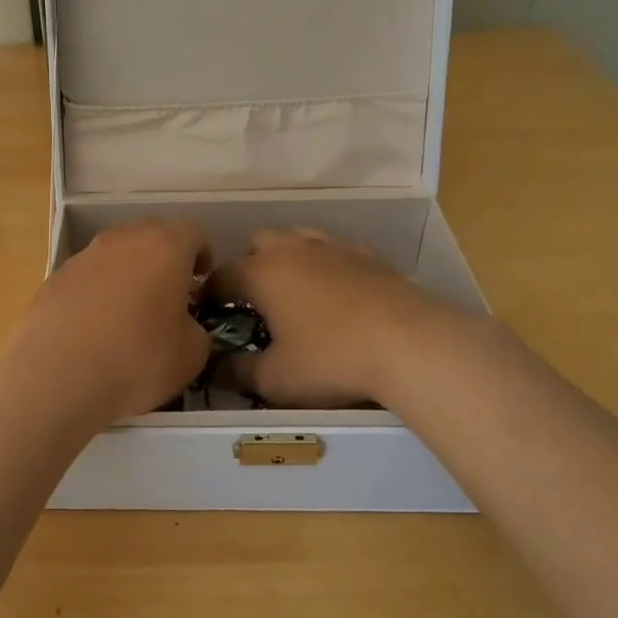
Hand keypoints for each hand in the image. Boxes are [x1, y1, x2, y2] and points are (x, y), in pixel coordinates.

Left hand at [9, 219, 212, 426]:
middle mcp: (123, 239)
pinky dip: (96, 293)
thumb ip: (195, 329)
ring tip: (128, 317)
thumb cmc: (136, 360)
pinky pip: (87, 277)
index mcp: (164, 247)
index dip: (202, 255)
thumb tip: (183, 325)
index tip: (201, 283)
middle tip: (168, 297)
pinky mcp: (54, 278)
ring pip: (116, 254)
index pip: (193, 231)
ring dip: (127, 275)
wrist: (57, 376)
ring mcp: (83, 256)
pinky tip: (93, 330)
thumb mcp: (192, 355)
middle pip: (151, 235)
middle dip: (164, 260)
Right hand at [206, 228, 457, 407]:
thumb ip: (239, 372)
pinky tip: (336, 290)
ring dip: (288, 257)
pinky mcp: (369, 256)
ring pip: (298, 237)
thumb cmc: (332, 359)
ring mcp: (334, 248)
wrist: (411, 344)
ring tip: (294, 291)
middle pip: (258, 242)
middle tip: (254, 301)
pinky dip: (326, 263)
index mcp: (262, 273)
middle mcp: (293, 250)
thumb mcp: (276, 379)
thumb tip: (215, 369)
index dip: (208, 294)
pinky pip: (335, 249)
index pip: (221, 275)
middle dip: (249, 265)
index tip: (206, 313)